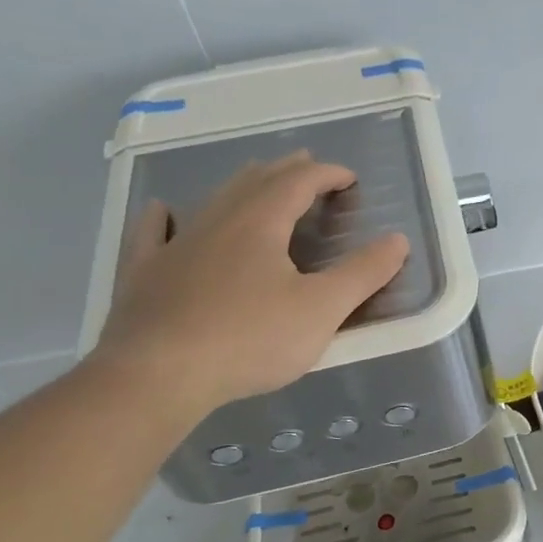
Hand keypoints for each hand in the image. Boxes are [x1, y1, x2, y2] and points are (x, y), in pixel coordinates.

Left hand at [91, 151, 408, 423]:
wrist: (158, 375)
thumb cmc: (250, 339)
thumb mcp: (322, 309)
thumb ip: (363, 273)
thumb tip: (398, 239)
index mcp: (261, 223)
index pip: (299, 182)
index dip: (327, 174)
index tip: (349, 178)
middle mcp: (217, 222)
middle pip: (256, 182)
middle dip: (286, 172)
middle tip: (306, 167)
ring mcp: (175, 246)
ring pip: (212, 202)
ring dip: (240, 186)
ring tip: (255, 179)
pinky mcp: (144, 274)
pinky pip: (152, 234)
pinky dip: (162, 218)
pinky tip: (161, 211)